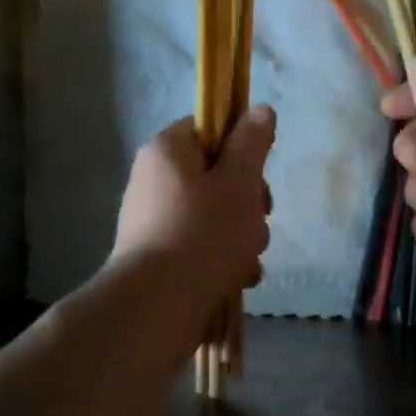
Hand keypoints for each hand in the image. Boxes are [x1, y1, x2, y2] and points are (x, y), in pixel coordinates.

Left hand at [112, 107, 274, 307]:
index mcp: (167, 152)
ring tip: (247, 259)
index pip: (208, 128)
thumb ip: (252, 144)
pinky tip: (238, 279)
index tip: (258, 170)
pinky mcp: (161, 257)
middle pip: (217, 176)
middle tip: (258, 218)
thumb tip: (260, 109)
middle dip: (248, 202)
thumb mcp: (238, 183)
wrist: (158, 307)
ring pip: (216, 216)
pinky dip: (224, 260)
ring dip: (242, 236)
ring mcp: (156, 221)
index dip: (240, 145)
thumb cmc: (203, 233)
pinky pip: (203, 247)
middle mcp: (155, 181)